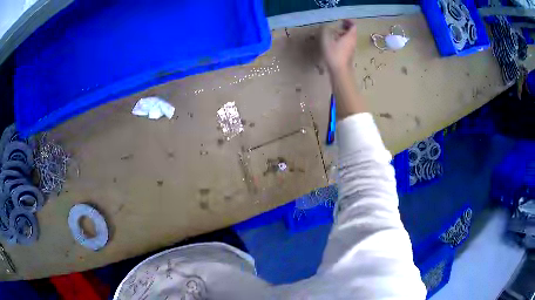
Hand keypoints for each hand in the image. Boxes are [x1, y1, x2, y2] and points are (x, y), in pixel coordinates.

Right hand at [321, 19, 357, 73]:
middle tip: (339, 24)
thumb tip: (326, 27)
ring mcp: (352, 48)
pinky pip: (348, 43)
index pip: (353, 26)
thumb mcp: (326, 40)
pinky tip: (336, 42)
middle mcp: (353, 42)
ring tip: (335, 32)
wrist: (340, 71)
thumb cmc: (334, 54)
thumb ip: (326, 31)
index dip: (349, 21)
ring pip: (350, 38)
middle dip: (346, 27)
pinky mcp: (349, 54)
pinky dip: (344, 40)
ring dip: (344, 33)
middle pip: (352, 32)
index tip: (342, 19)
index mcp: (350, 36)